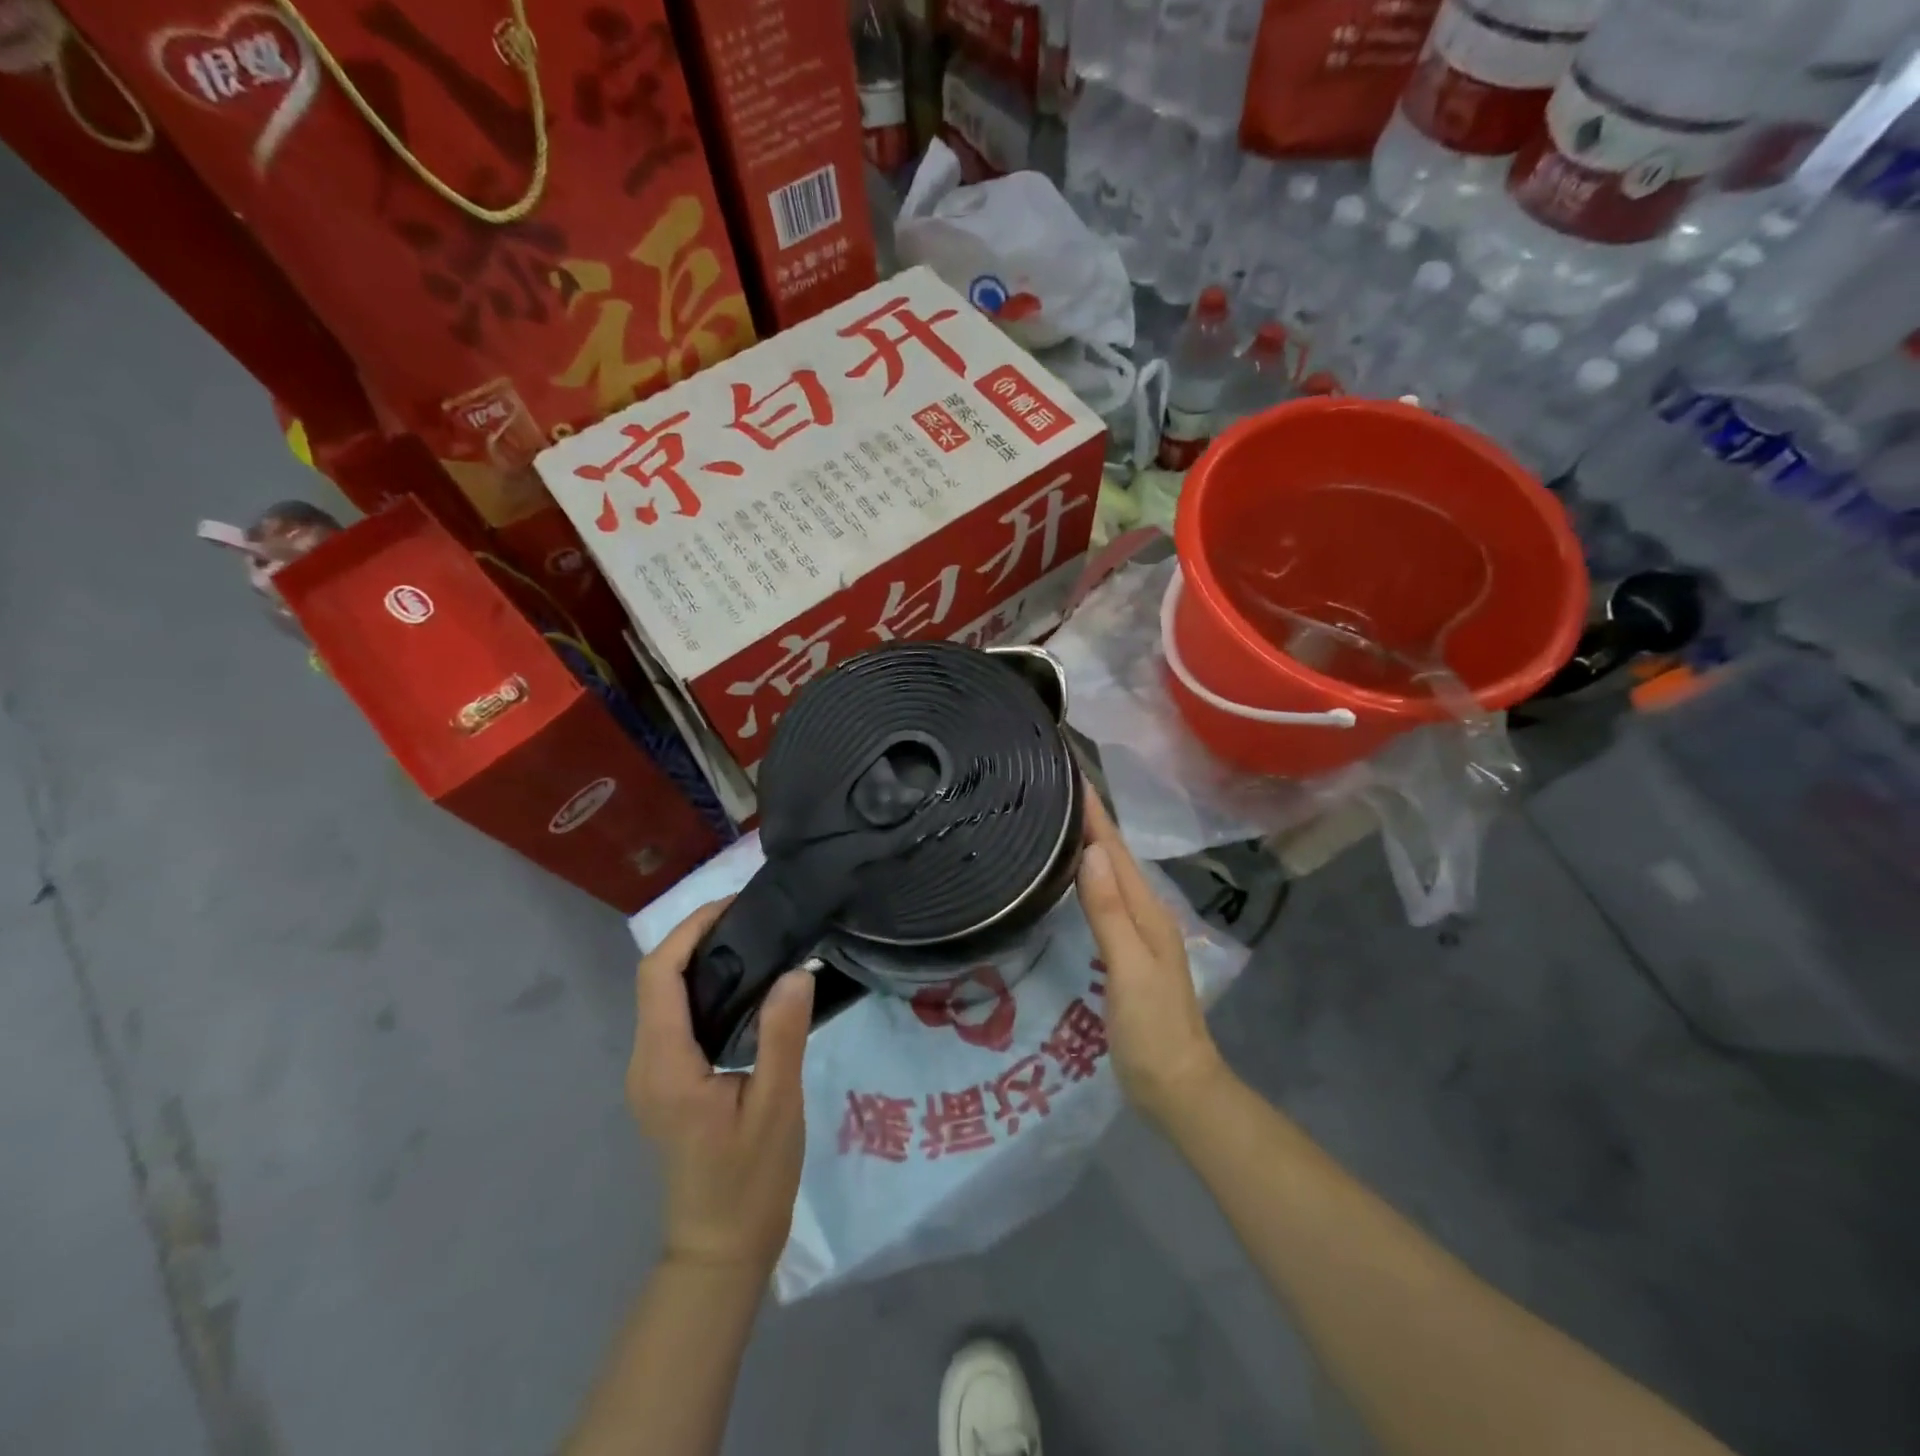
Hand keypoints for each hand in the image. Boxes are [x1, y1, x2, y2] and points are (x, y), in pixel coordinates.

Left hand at [628, 899, 815, 1271]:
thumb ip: (781, 1035)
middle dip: (698, 937)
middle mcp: (646, 1062)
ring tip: (758, 940)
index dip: (690, 930)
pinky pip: (677, 1018)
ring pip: (665, 997)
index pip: (659, 976)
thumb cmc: (749, 1181)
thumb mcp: (776, 1105)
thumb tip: (794, 970)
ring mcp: (653, 1074)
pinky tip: (748, 987)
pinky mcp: (668, 1082)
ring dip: (702, 960)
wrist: (721, 1250)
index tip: (737, 905)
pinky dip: (705, 988)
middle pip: (658, 979)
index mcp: (664, 1064)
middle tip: (756, 917)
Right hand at [1076, 791, 1227, 1126]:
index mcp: (1146, 911)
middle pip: (1114, 855)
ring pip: (1110, 874)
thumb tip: (1090, 853)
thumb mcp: (1129, 971)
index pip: (1115, 850)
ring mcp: (1138, 933)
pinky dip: (1089, 877)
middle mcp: (1145, 912)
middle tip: (1055, 786)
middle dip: (1090, 818)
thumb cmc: (1152, 1031)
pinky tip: (1073, 876)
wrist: (1179, 1088)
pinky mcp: (1127, 951)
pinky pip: (1106, 898)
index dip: (1094, 812)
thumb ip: (1109, 914)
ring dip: (1089, 843)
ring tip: (1058, 817)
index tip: (1070, 772)